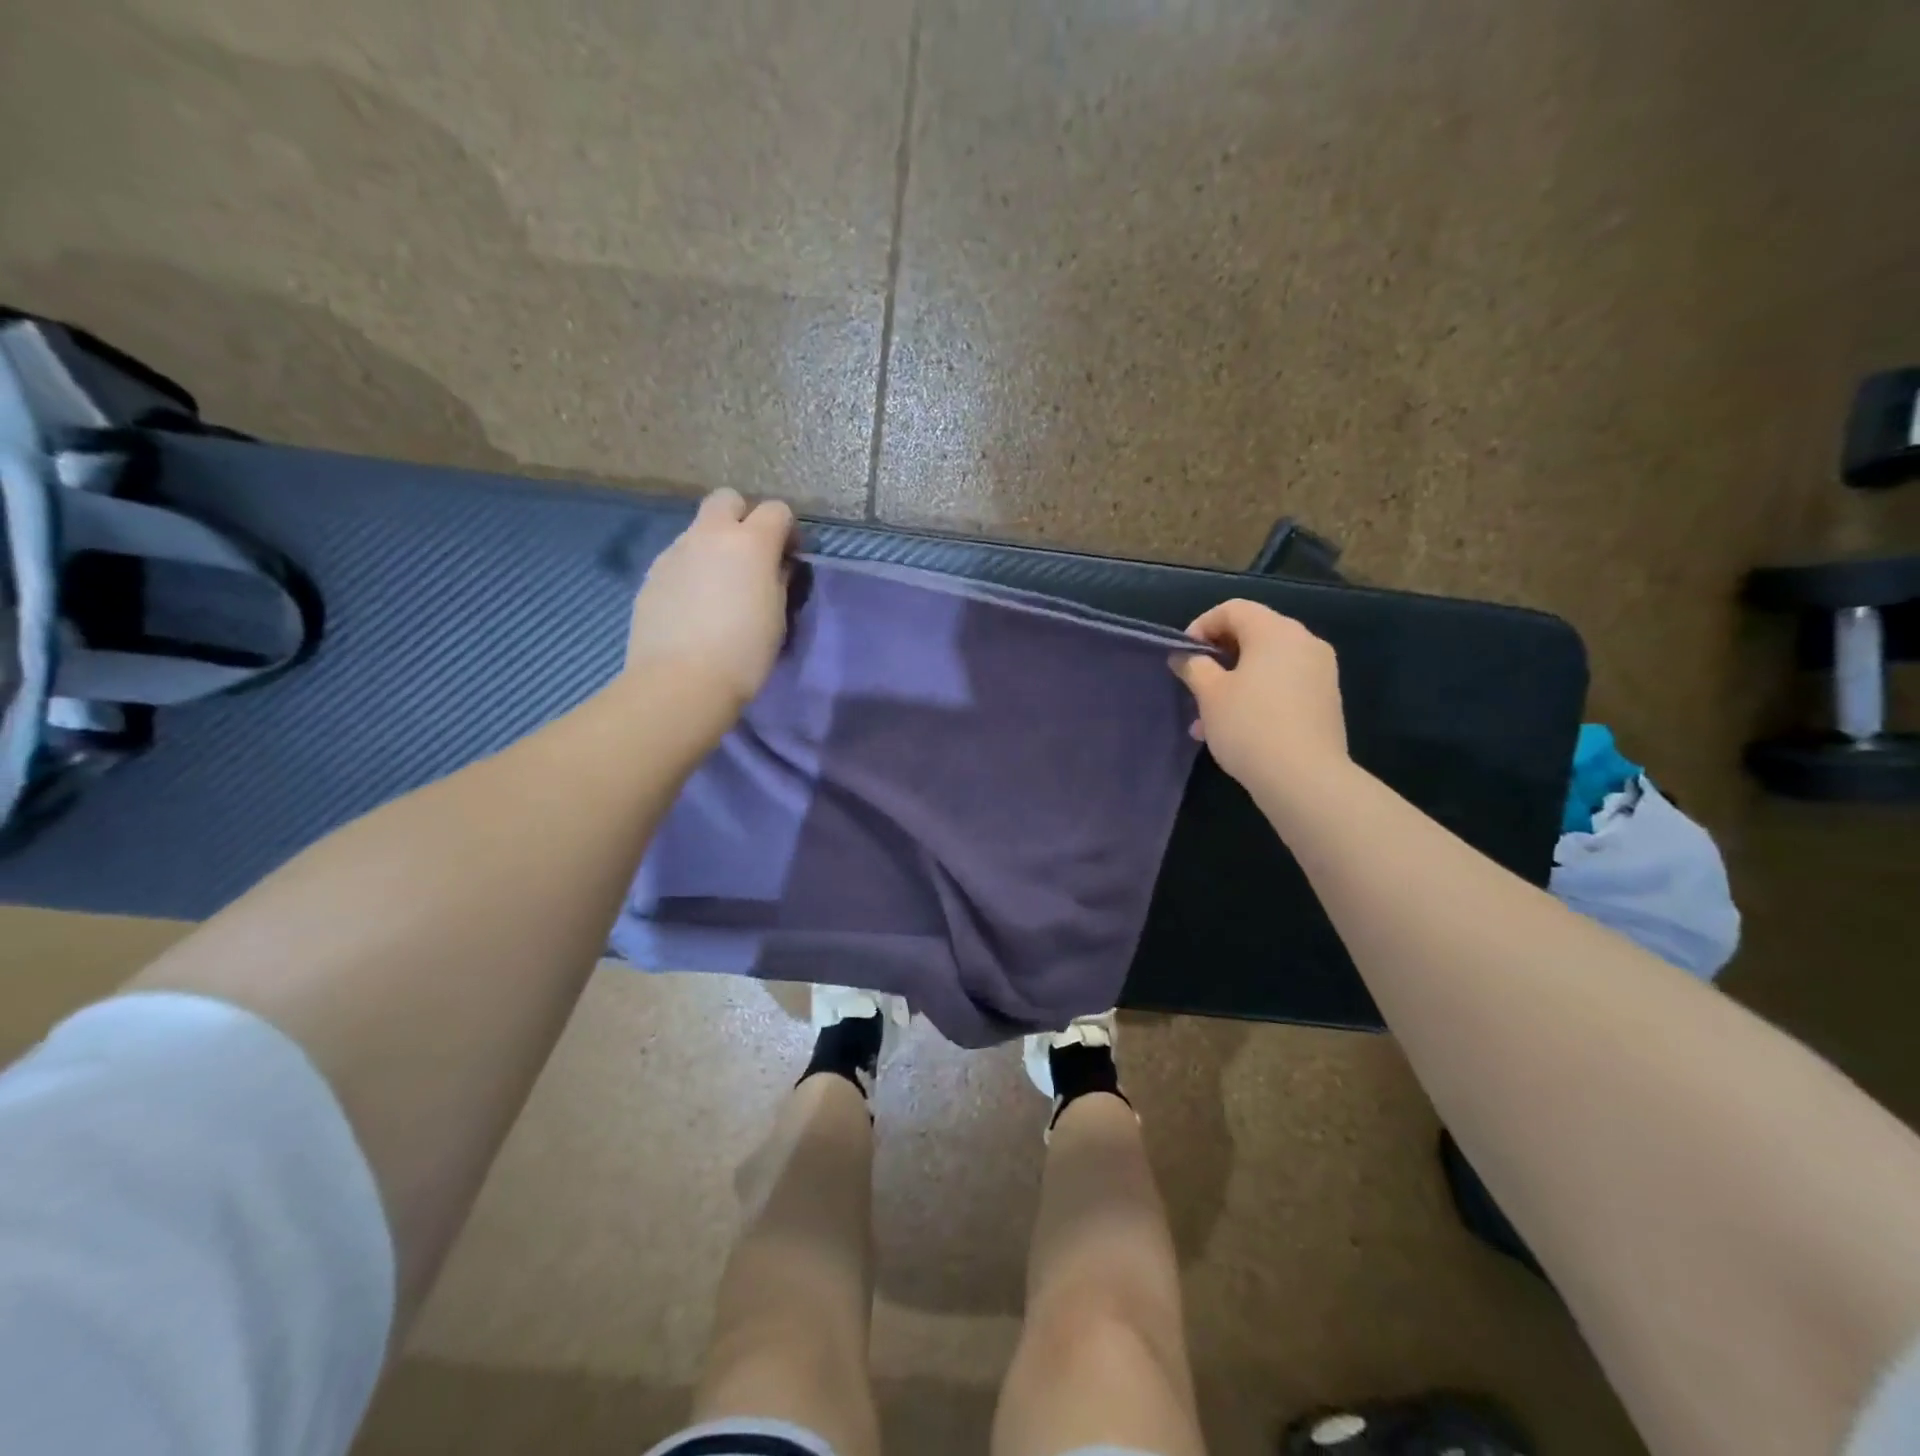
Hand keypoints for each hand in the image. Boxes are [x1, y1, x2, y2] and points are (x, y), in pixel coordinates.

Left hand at [623, 488, 794, 722]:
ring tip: (720, 587)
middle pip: (727, 499)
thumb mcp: (777, 616)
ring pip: (699, 530)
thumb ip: (778, 580)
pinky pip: (679, 558)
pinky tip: (695, 604)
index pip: (776, 510)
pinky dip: (692, 569)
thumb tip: (777, 565)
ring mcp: (675, 551)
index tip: (789, 557)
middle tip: (751, 556)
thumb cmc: (744, 652)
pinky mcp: (652, 574)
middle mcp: (709, 535)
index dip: (787, 530)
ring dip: (714, 545)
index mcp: (750, 542)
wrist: (681, 681)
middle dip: (743, 517)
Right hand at [1169, 600, 1347, 790]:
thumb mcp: (1210, 694)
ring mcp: (1320, 672)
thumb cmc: (1250, 726)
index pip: (1233, 609)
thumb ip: (1194, 667)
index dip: (1202, 626)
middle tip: (1194, 683)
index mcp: (1275, 631)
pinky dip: (1257, 695)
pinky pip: (1283, 685)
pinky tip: (1235, 729)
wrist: (1305, 778)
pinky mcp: (1325, 700)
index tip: (1183, 655)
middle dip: (1218, 657)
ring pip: (1266, 664)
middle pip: (1253, 634)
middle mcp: (1304, 642)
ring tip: (1207, 717)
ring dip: (1234, 681)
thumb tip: (1185, 656)